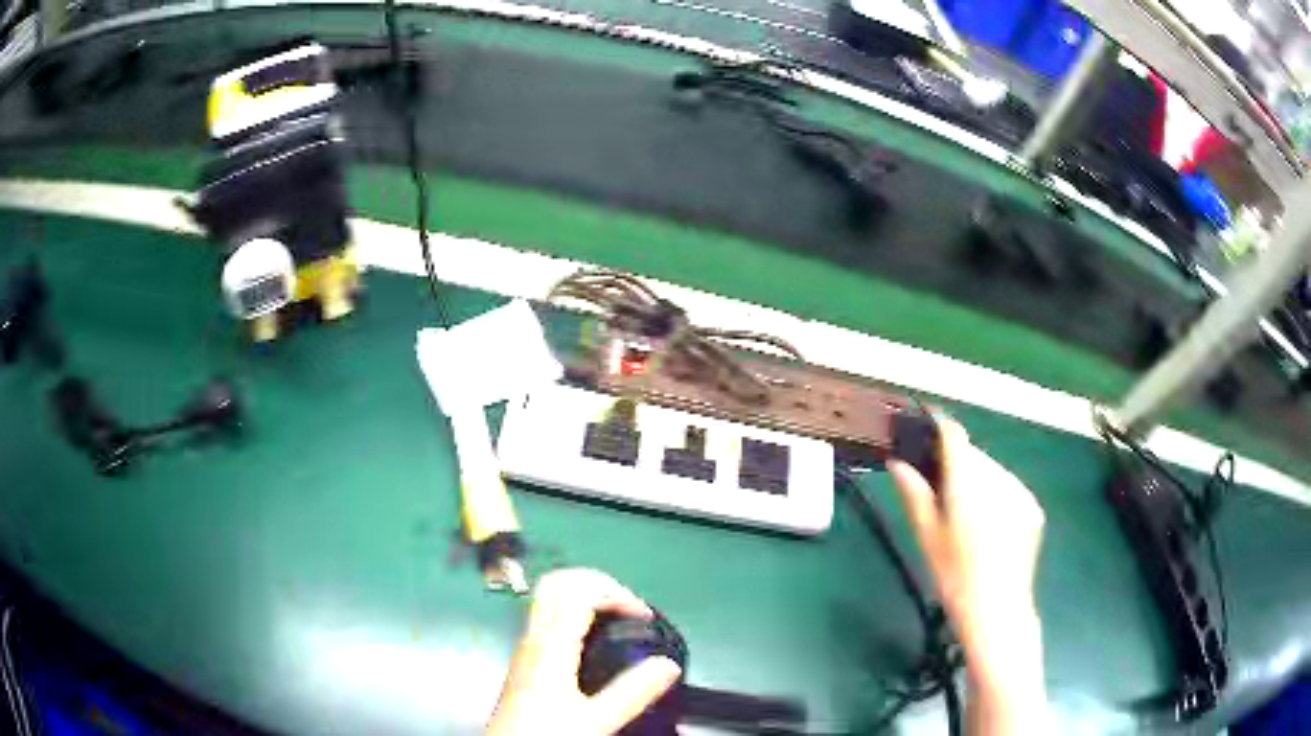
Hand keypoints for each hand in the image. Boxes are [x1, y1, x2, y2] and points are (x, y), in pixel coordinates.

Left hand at [487, 569, 682, 735]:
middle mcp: (533, 638)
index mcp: (550, 646)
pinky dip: (575, 611)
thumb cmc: (546, 733)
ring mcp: (525, 646)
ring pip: (550, 597)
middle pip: (557, 582)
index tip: (644, 615)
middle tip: (627, 603)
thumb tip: (668, 665)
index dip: (617, 593)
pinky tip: (594, 639)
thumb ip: (632, 692)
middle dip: (597, 581)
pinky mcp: (525, 659)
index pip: (581, 592)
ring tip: (617, 615)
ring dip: (586, 594)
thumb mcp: (597, 720)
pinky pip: (548, 617)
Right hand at [889, 415, 1047, 733]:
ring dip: (977, 477)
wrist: (998, 610)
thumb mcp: (927, 538)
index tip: (923, 430)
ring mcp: (1020, 492)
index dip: (938, 427)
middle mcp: (998, 478)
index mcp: (968, 483)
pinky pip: (1009, 487)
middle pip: (974, 454)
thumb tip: (897, 462)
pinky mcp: (1033, 507)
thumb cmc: (954, 577)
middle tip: (939, 487)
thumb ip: (914, 494)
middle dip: (956, 461)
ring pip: (992, 469)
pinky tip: (988, 525)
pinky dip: (996, 494)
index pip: (955, 435)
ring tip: (965, 513)